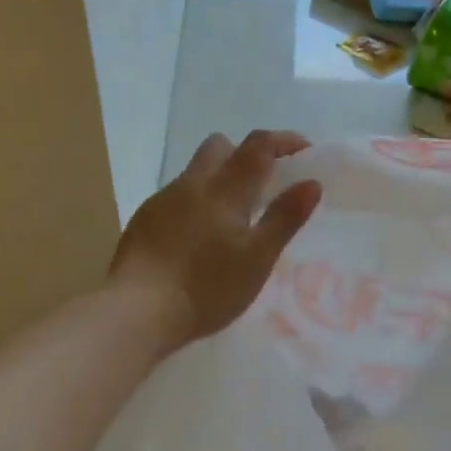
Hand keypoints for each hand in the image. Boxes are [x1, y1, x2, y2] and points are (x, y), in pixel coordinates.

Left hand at [109, 130, 321, 355]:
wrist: (138, 310)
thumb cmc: (207, 287)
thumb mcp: (257, 258)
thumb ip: (284, 218)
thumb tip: (311, 183)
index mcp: (225, 189)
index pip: (257, 145)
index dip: (283, 141)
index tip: (304, 150)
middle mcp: (192, 184)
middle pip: (220, 146)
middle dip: (244, 154)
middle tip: (262, 184)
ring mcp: (163, 200)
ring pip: (195, 172)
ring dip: (218, 179)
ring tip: (231, 218)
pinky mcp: (143, 219)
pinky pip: (176, 196)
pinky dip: (195, 203)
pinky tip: (197, 238)